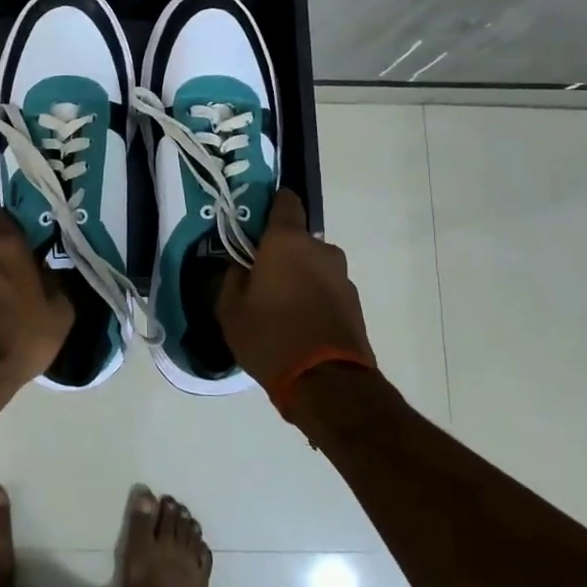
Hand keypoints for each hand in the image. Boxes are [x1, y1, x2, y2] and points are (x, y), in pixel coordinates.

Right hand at [218, 190, 375, 395]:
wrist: (328, 385)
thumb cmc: (271, 337)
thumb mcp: (231, 311)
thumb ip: (231, 279)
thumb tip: (240, 268)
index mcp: (288, 242)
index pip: (285, 201)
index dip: (271, 205)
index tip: (255, 222)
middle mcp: (321, 250)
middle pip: (298, 240)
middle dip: (281, 253)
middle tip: (260, 278)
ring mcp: (343, 277)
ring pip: (313, 267)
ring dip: (299, 278)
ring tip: (281, 309)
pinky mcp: (355, 304)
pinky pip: (327, 290)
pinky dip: (314, 299)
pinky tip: (300, 326)